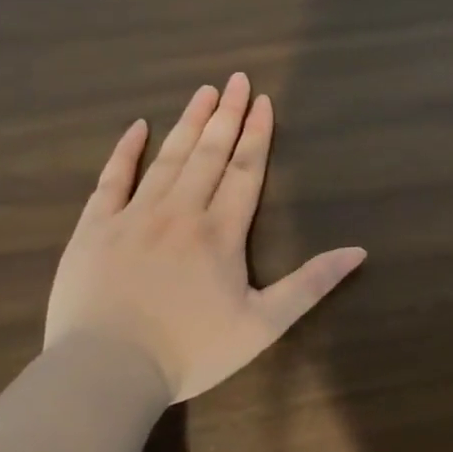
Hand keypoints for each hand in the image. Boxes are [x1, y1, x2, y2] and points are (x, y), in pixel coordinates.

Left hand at [44, 73, 365, 402]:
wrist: (106, 373)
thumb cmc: (190, 351)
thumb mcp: (263, 325)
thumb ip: (311, 284)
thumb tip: (358, 251)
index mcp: (220, 232)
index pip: (245, 170)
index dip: (257, 134)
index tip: (262, 101)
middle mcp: (180, 212)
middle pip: (209, 153)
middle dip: (226, 114)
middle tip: (236, 78)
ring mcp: (133, 216)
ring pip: (168, 158)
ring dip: (188, 122)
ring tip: (203, 91)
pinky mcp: (94, 229)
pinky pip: (111, 179)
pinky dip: (125, 151)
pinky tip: (137, 127)